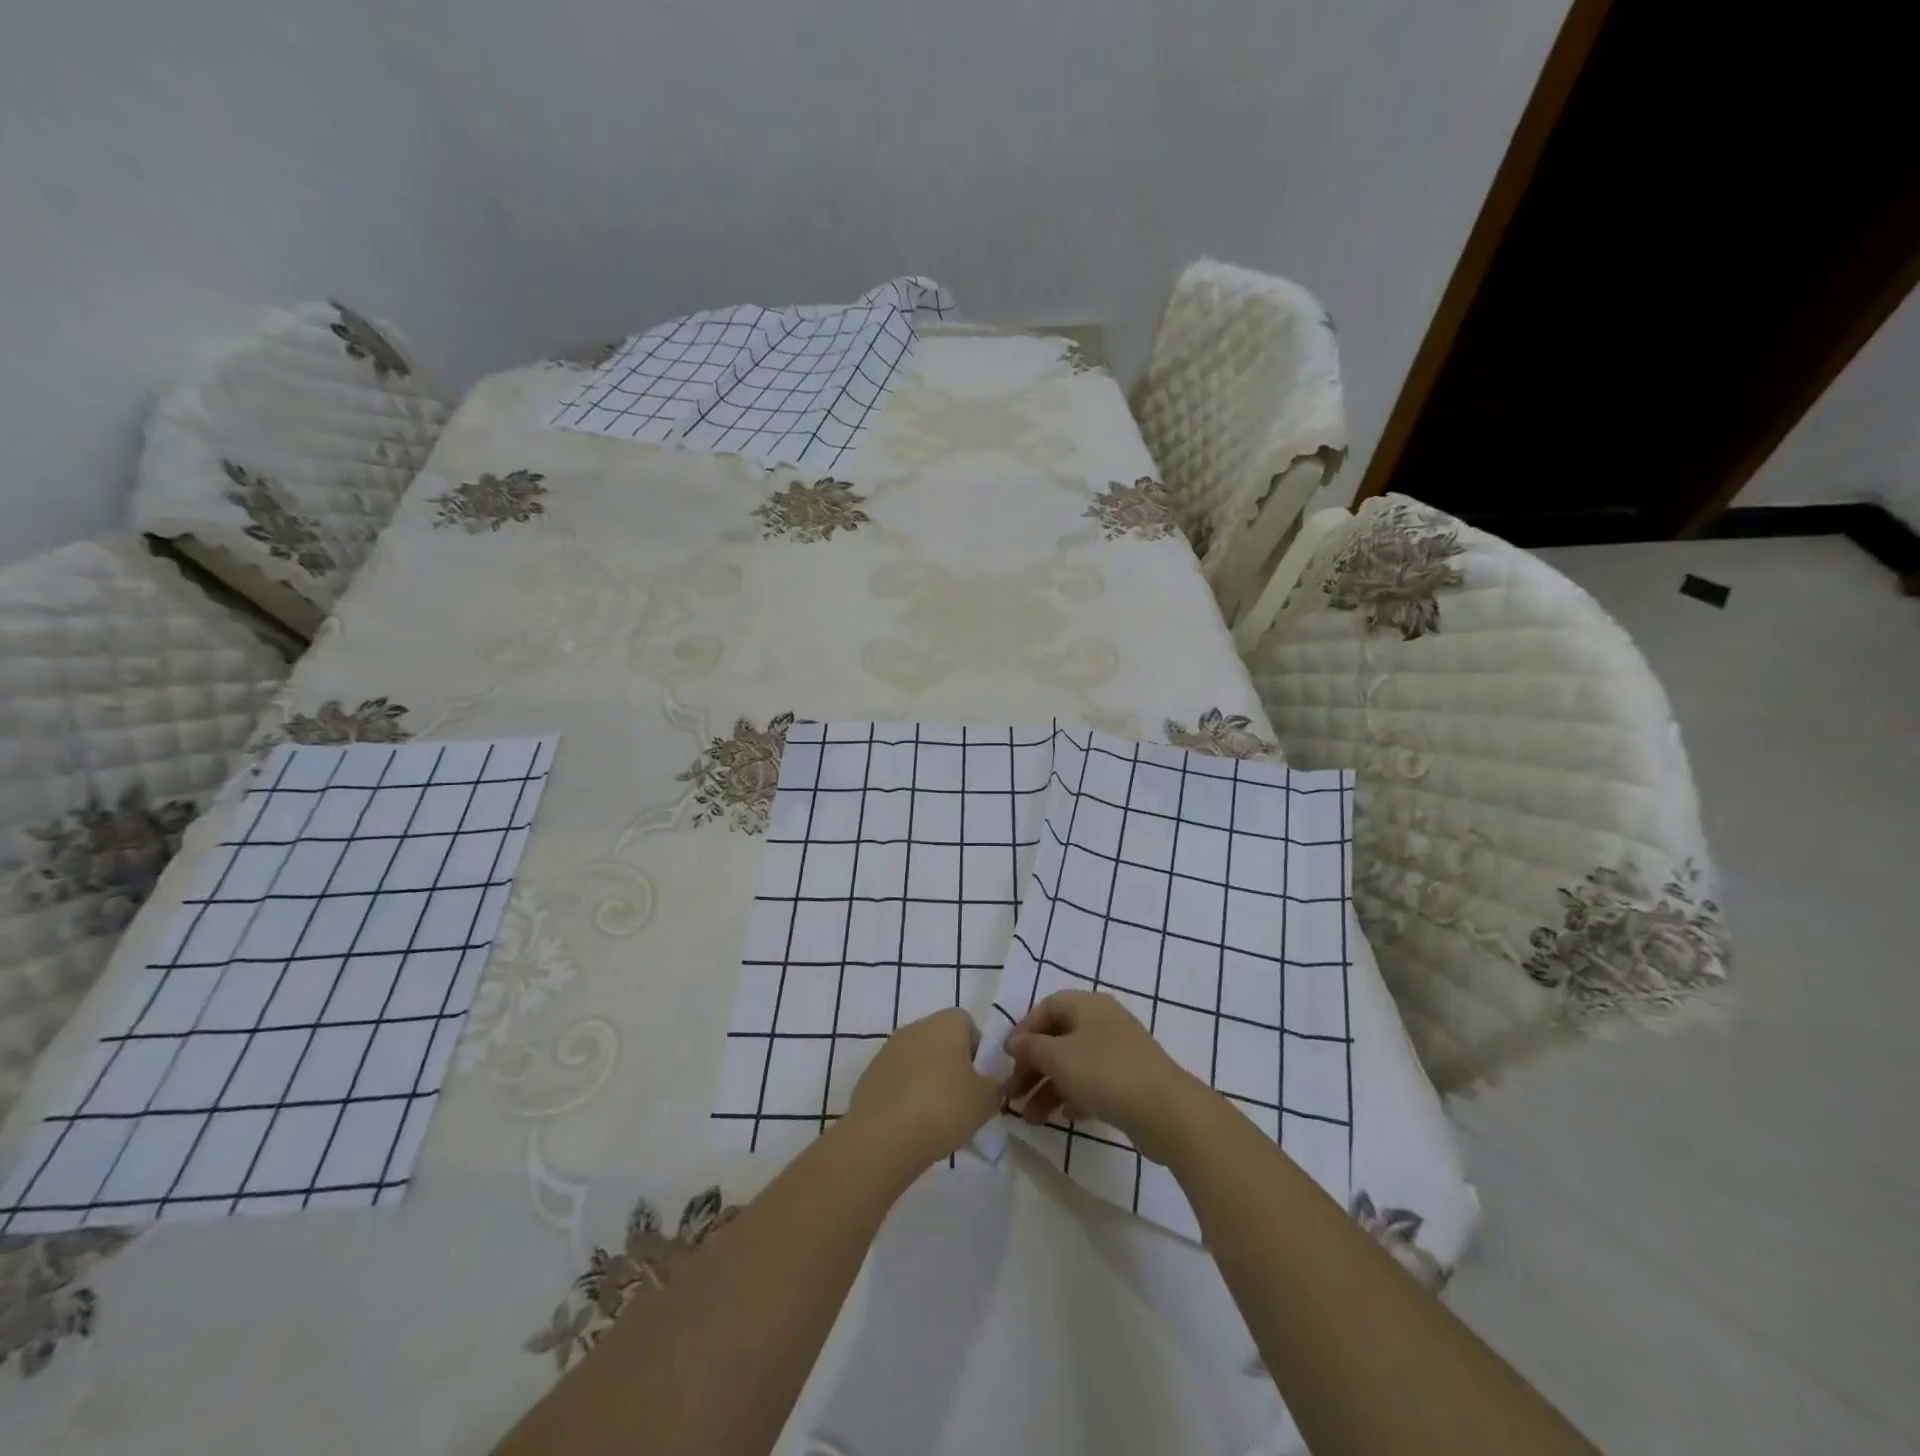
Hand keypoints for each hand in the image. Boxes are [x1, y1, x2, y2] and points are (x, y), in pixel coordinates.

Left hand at [844, 1008, 1001, 1175]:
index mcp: (946, 1023)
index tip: (980, 1081)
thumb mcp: (986, 1101)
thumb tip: (990, 1082)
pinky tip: (910, 1124)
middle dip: (952, 1066)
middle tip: (961, 1101)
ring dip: (927, 1080)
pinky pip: (897, 1079)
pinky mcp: (869, 1074)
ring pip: (917, 1060)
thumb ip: (995, 1085)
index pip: (968, 1024)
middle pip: (941, 1041)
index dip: (977, 1051)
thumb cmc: (943, 1108)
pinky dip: (905, 1095)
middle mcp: (916, 1027)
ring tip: (935, 1118)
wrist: (883, 1136)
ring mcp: (888, 1049)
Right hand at [1003, 991, 1212, 1164]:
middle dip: (1032, 1067)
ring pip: (1073, 1064)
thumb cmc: (1105, 1072)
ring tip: (1030, 1118)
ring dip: (1048, 1088)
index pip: (1046, 1008)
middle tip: (1012, 1095)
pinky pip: (1092, 1083)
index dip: (1024, 1030)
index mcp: (1088, 1005)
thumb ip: (1031, 1047)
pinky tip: (1062, 1117)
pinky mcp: (1129, 1081)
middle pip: (1058, 1038)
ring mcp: (1118, 1052)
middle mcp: (1103, 1022)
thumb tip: (1013, 1041)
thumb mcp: (1059, 1057)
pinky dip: (1073, 1096)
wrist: (1166, 1110)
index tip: (1007, 1058)